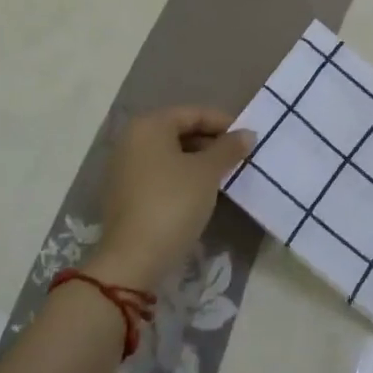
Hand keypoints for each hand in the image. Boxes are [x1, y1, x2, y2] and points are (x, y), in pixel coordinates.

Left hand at [88, 108, 254, 292]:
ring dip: (198, 160)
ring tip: (224, 174)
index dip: (223, 123)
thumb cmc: (173, 203)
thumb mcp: (207, 173)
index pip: (193, 114)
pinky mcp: (125, 192)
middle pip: (179, 131)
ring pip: (170, 153)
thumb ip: (228, 148)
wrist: (134, 258)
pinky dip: (181, 175)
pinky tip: (201, 191)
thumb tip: (247, 134)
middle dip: (211, 142)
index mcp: (149, 125)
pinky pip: (159, 172)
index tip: (247, 139)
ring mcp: (125, 167)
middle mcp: (132, 139)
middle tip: (238, 157)